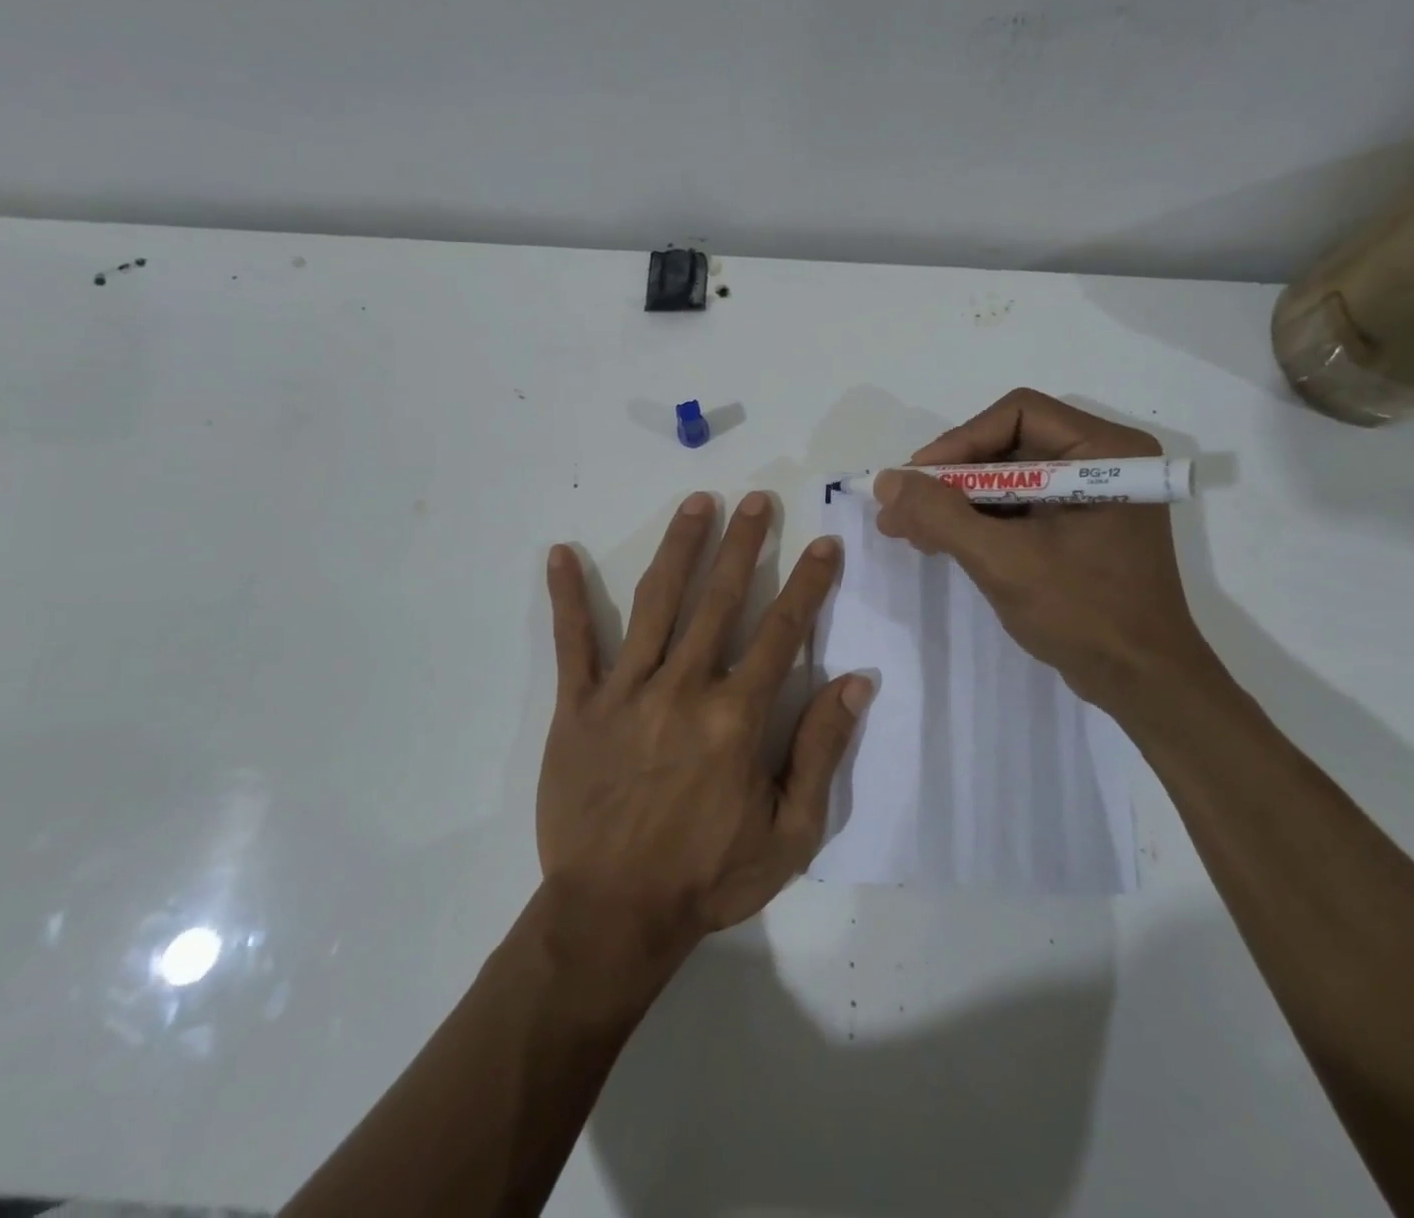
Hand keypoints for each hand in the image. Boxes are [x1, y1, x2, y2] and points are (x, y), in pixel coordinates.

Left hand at [537, 491, 870, 956]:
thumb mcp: (791, 833)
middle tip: (758, 499)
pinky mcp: (576, 707)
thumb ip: (822, 751)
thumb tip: (855, 681)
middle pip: (720, 600)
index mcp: (736, 717)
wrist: (613, 915)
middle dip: (744, 544)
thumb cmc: (708, 876)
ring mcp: (624, 692)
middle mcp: (683, 688)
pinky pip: (572, 643)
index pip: (782, 632)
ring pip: (656, 603)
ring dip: (679, 548)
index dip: (808, 584)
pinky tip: (559, 554)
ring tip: (696, 503)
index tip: (823, 542)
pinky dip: (567, 597)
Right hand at [871, 389, 1211, 716]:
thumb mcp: (1003, 561)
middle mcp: (1101, 461)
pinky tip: (938, 541)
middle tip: (901, 507)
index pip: (1017, 414)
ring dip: (955, 502)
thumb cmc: (1083, 614)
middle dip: (950, 478)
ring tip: (907, 529)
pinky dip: (976, 521)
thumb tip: (886, 480)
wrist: (1141, 683)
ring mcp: (1090, 496)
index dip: (959, 441)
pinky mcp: (1077, 526)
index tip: (916, 480)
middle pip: (1007, 445)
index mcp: (1105, 452)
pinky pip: (1016, 507)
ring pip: (1006, 478)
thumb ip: (941, 515)